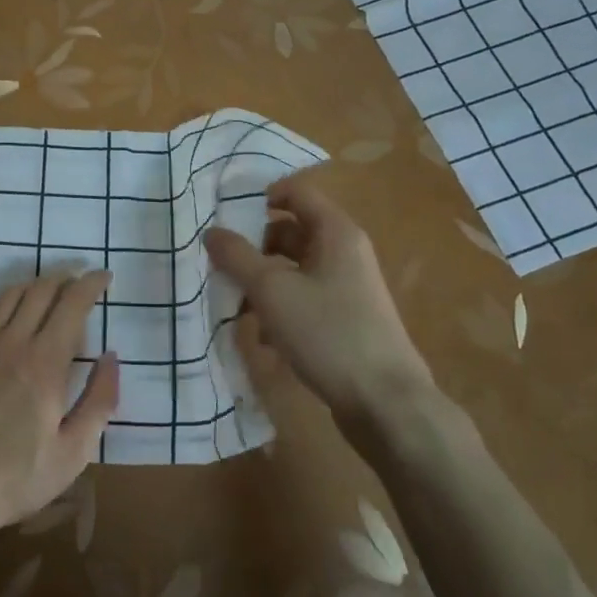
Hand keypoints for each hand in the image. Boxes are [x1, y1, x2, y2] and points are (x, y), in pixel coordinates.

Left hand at [0, 270, 119, 545]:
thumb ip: (99, 400)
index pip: (72, 303)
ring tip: (52, 289)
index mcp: (45, 362)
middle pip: (41, 290)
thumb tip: (111, 358)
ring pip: (11, 295)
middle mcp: (13, 342)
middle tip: (82, 278)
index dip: (91, 284)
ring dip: (36, 284)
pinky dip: (7, 302)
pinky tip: (13, 313)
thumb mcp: (74, 451)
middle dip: (66, 277)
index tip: (105, 276)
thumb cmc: (18, 476)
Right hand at [206, 174, 432, 419]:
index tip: (224, 216)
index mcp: (336, 233)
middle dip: (253, 247)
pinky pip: (303, 301)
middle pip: (291, 233)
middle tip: (219, 264)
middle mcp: (344, 253)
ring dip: (262, 283)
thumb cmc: (328, 332)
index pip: (296, 193)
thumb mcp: (272, 290)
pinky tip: (262, 338)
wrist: (385, 403)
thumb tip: (212, 232)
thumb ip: (237, 256)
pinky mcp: (345, 320)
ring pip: (293, 270)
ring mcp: (347, 288)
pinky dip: (280, 310)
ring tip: (234, 305)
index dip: (260, 197)